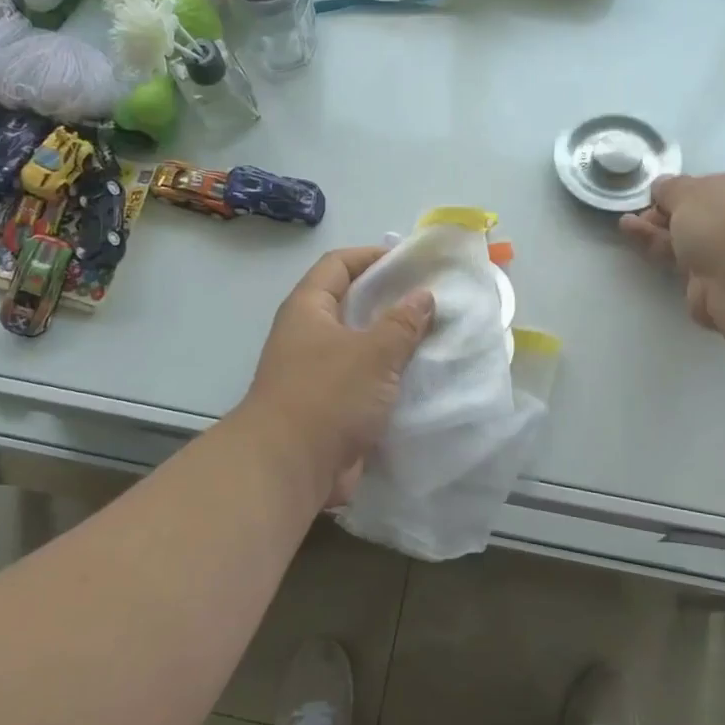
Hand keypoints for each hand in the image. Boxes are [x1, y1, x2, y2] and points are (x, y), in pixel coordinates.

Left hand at [239, 246, 435, 507]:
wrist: (289, 468)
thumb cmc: (327, 396)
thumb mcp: (373, 353)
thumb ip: (402, 323)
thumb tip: (423, 296)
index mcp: (308, 310)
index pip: (338, 265)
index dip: (371, 257)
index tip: (411, 262)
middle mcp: (308, 336)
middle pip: (350, 305)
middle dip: (389, 301)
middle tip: (432, 301)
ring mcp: (317, 374)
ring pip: (360, 347)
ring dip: (393, 344)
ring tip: (435, 337)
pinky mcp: (330, 407)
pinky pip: (365, 382)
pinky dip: (389, 379)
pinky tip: (422, 379)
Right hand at [619, 170, 724, 327]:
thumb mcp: (691, 191)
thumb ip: (672, 188)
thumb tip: (663, 186)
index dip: (692, 189)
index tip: (664, 194)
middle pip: (708, 215)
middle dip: (670, 213)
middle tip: (643, 212)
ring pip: (695, 240)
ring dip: (659, 231)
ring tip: (627, 224)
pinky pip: (688, 263)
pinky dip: (662, 250)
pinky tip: (635, 237)